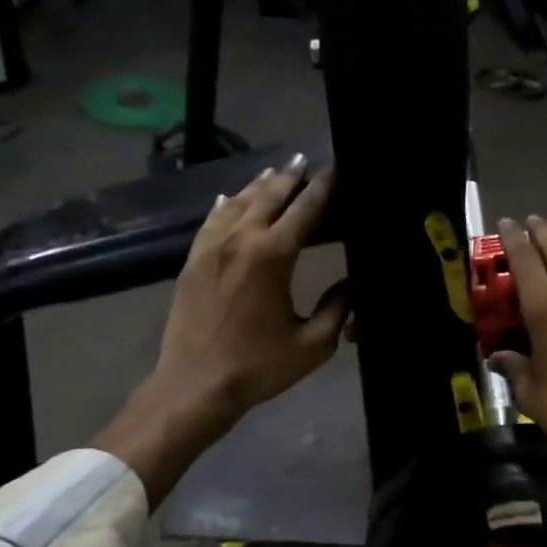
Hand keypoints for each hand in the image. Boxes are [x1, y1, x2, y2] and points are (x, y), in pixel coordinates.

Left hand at [96, 158, 347, 503]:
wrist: (194, 386)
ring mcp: (211, 247)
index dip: (324, 187)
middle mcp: (240, 240)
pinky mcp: (193, 261)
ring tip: (276, 172)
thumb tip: (353, 282)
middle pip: (269, 195)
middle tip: (306, 161)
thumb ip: (339, 308)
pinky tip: (229, 197)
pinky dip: (225, 204)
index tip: (337, 171)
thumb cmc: (258, 367)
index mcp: (273, 256)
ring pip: (237, 202)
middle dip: (290, 176)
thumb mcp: (313, 344)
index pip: (305, 209)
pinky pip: (211, 220)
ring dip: (259, 185)